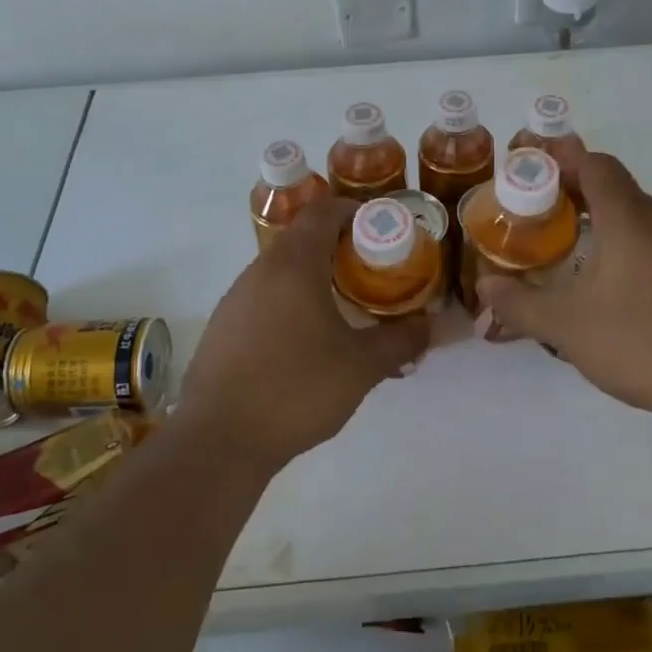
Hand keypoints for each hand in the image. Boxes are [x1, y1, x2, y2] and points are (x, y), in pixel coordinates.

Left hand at [178, 198, 429, 470]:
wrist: (218, 440)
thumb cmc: (296, 389)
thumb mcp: (361, 366)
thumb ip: (401, 340)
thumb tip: (433, 326)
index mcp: (293, 264)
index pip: (324, 210)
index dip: (355, 213)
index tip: (382, 234)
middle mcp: (260, 270)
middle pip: (303, 238)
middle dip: (340, 249)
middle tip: (372, 276)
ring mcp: (235, 298)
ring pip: (282, 270)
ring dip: (314, 278)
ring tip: (344, 311)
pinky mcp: (223, 327)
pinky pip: (264, 298)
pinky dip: (290, 303)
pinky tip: (306, 343)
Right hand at [477, 149, 651, 426]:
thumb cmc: (638, 340)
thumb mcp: (564, 325)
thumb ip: (519, 303)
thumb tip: (484, 287)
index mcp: (628, 217)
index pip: (595, 164)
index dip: (562, 159)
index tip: (530, 169)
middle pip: (614, 185)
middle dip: (573, 190)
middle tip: (536, 211)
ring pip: (634, 213)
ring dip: (599, 217)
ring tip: (565, 244)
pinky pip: (651, 239)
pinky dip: (622, 241)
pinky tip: (606, 281)